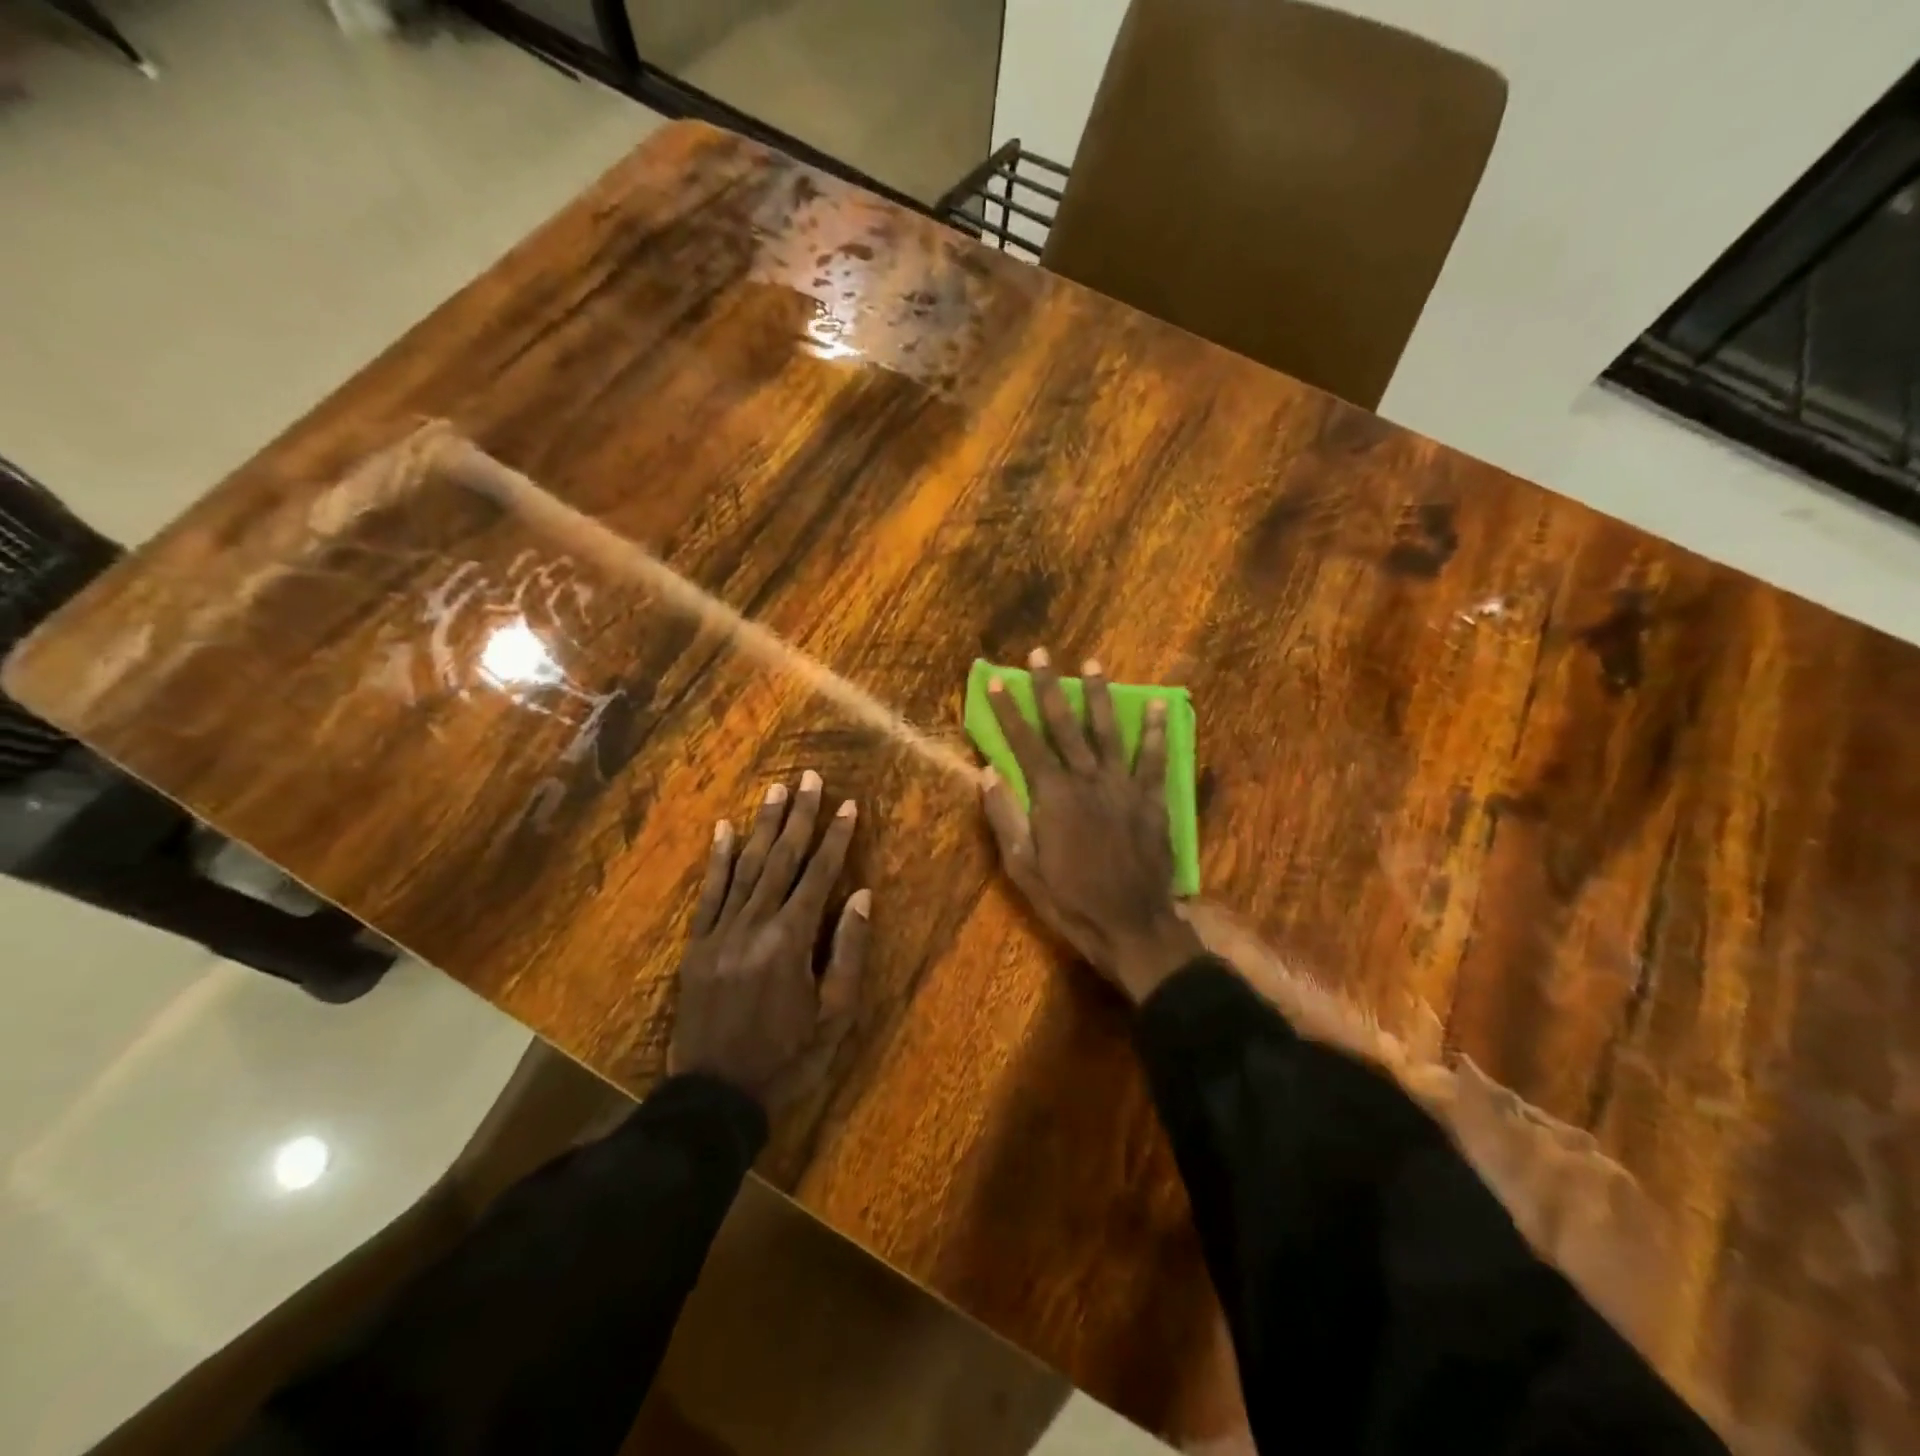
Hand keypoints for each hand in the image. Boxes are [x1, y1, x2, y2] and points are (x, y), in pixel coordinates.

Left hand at [669, 771, 869, 1101]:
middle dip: (800, 816)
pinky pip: (709, 892)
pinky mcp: (697, 944)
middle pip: (782, 859)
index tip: (848, 805)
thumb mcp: (835, 1015)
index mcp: (792, 940)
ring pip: (746, 866)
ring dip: (763, 826)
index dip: (836, 838)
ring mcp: (720, 931)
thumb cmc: (787, 1057)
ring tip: (777, 791)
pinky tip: (724, 829)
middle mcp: (755, 924)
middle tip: (810, 778)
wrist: (715, 1095)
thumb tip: (860, 894)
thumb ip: (848, 951)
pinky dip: (718, 859)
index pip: (819, 875)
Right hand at [981, 647, 1202, 1003]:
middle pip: (1065, 725)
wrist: (1131, 924)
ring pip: (1108, 731)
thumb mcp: (1023, 866)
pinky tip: (1158, 704)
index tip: (995, 681)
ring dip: (1099, 696)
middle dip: (1049, 687)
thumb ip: (1005, 816)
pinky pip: (1154, 758)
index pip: (1024, 742)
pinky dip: (1156, 730)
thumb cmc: (1069, 899)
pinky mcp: (1151, 799)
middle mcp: (1087, 779)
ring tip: (1093, 664)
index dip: (1008, 711)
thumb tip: (987, 772)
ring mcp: (1123, 786)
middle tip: (1041, 655)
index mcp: (1052, 795)